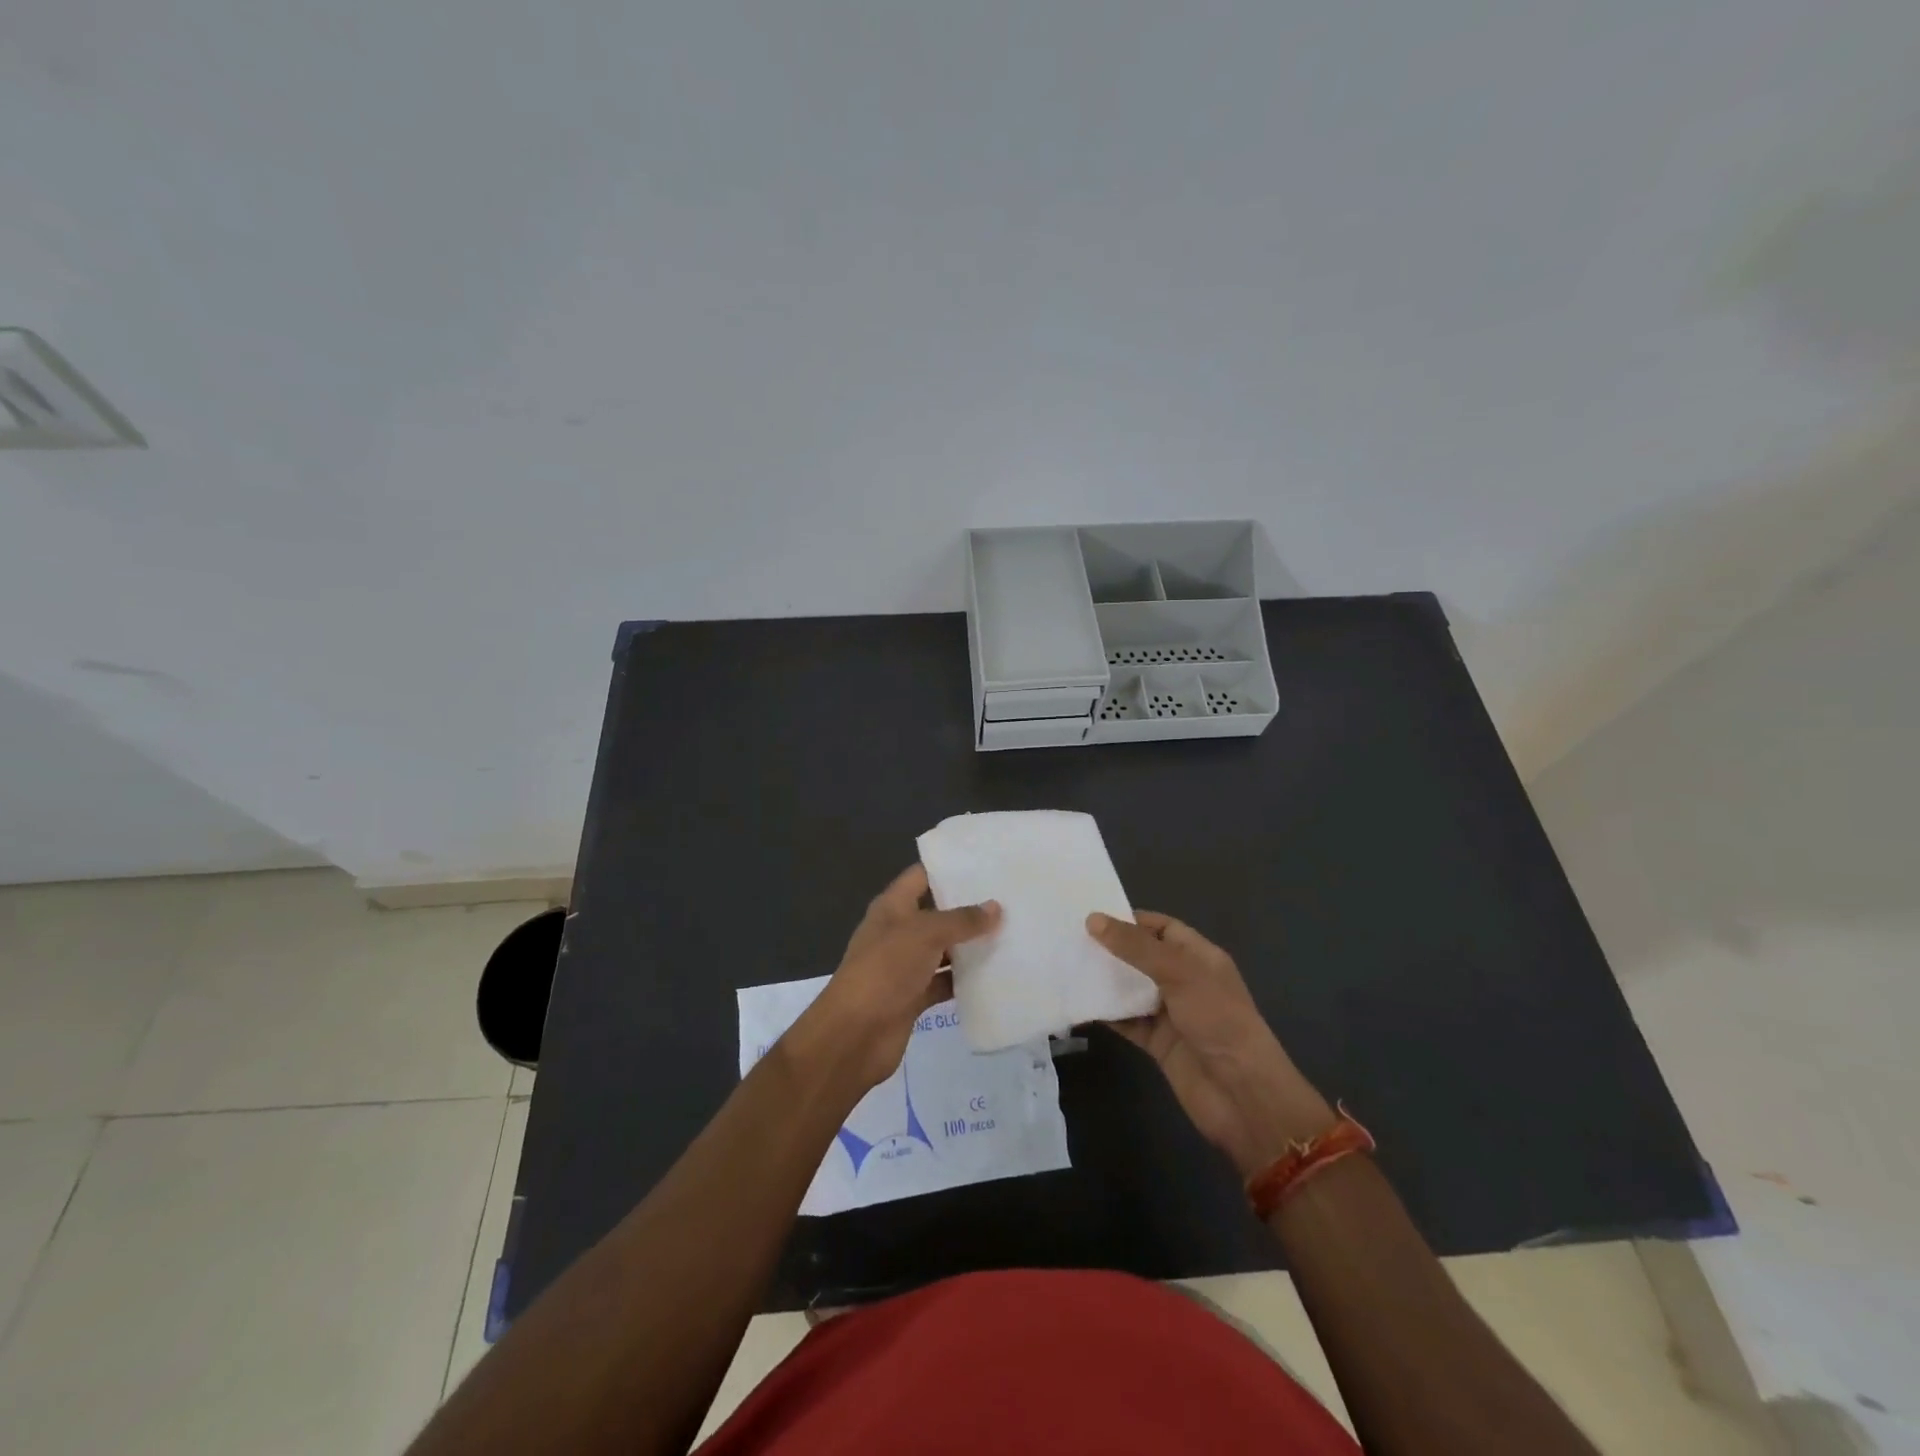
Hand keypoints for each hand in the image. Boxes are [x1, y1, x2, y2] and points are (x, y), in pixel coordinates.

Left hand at [787, 865, 999, 1093]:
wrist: (854, 1035)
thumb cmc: (885, 970)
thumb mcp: (924, 934)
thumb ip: (961, 920)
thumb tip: (996, 908)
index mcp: (892, 907)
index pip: (921, 876)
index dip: (949, 867)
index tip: (986, 862)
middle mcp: (898, 932)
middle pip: (936, 913)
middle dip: (968, 908)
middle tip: (1010, 899)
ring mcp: (905, 966)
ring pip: (943, 949)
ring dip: (970, 945)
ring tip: (1012, 933)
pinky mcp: (913, 997)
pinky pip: (944, 982)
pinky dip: (964, 980)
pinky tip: (995, 975)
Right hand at [1088, 910, 1334, 1177]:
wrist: (1241, 1094)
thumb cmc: (1218, 1020)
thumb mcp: (1178, 972)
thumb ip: (1135, 947)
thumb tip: (1093, 920)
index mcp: (1200, 957)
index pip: (1163, 928)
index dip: (1131, 920)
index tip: (1093, 916)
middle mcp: (1184, 981)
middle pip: (1142, 957)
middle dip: (1111, 948)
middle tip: (1070, 938)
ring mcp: (1170, 1014)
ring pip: (1131, 989)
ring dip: (1104, 980)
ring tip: (1066, 965)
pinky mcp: (1157, 1043)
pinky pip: (1126, 1021)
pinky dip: (1105, 1012)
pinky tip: (1078, 1002)